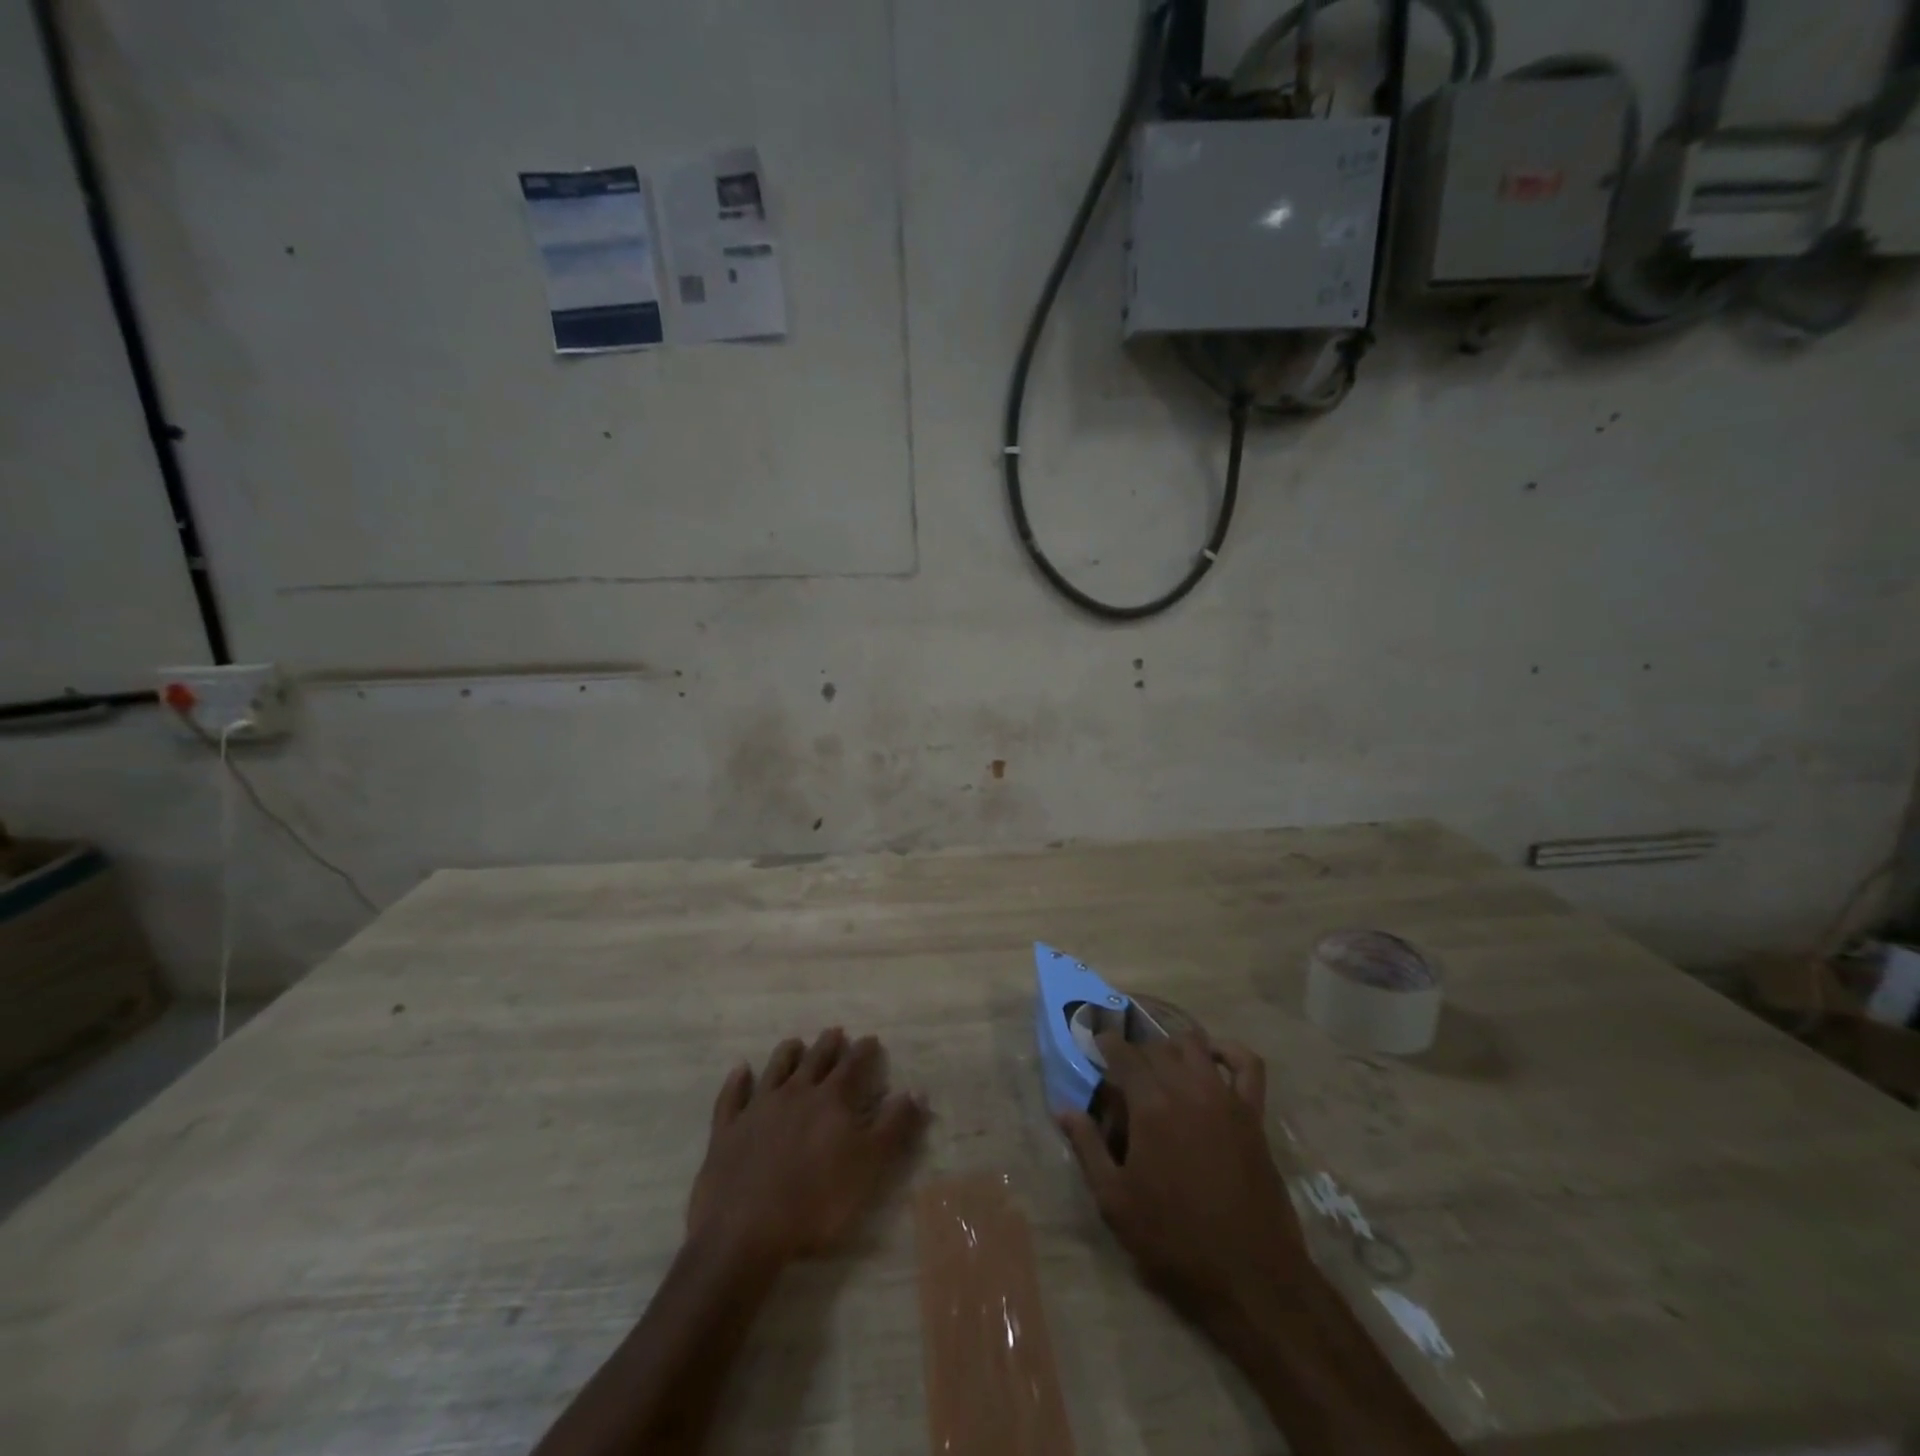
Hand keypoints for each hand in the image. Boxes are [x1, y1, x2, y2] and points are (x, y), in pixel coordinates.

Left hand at [687, 1028, 927, 1268]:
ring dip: (787, 1053)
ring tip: (795, 1042)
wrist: (745, 1232)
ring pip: (775, 1070)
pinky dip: (737, 1081)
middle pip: (815, 1061)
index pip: (852, 1066)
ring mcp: (758, 1109)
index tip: (871, 1039)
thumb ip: (894, 1127)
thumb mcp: (869, 1166)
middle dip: (828, 1045)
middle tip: (835, 1031)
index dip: (863, 1052)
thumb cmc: (816, 1202)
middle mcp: (795, 1094)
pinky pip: (732, 1097)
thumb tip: (916, 1091)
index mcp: (831, 1101)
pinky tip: (740, 1070)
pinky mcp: (727, 1131)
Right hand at [1058, 1032, 1306, 1321]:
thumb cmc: (1175, 1240)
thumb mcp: (1116, 1201)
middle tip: (1122, 1071)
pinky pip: (1246, 1064)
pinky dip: (1229, 1051)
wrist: (1250, 1276)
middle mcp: (1187, 1088)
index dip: (1106, 1043)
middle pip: (1156, 1047)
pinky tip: (1213, 1058)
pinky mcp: (1252, 1114)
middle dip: (1135, 1051)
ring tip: (1160, 1065)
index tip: (1095, 1043)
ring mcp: (1224, 1098)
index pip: (1123, 1053)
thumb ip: (1088, 1148)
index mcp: (1150, 1105)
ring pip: (1195, 1045)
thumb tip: (1064, 1110)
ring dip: (1173, 1047)